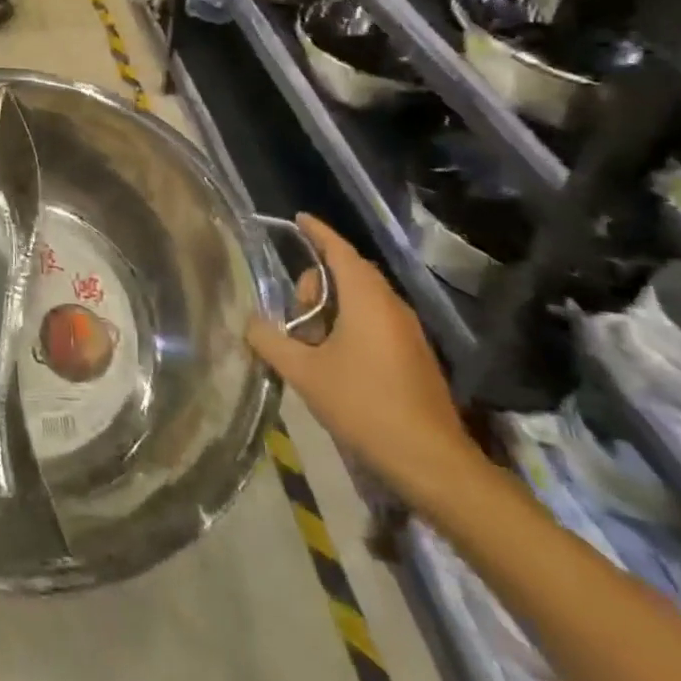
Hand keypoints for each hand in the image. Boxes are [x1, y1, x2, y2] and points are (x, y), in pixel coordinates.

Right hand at [247, 215, 480, 501]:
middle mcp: (391, 307)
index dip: (318, 232)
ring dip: (331, 307)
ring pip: (362, 299)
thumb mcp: (304, 372)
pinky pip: (375, 320)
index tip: (299, 218)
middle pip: (350, 273)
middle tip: (292, 312)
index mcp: (367, 300)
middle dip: (316, 282)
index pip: (339, 251)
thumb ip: (270, 341)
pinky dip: (348, 323)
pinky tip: (331, 356)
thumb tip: (249, 322)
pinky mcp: (413, 355)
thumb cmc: (364, 406)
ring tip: (306, 339)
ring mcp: (407, 332)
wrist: (431, 462)